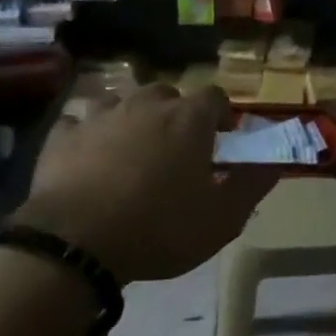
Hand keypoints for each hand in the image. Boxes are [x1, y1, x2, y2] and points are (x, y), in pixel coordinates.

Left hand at [14, 84, 277, 284]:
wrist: (77, 240)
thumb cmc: (160, 228)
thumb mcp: (221, 219)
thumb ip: (251, 186)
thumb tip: (272, 164)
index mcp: (187, 119)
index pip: (214, 96)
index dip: (221, 114)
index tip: (222, 139)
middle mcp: (145, 105)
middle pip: (167, 95)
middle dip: (175, 114)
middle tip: (176, 148)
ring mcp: (100, 115)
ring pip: (122, 102)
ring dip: (131, 119)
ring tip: (131, 150)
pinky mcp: (63, 134)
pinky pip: (79, 122)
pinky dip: (87, 133)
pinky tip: (87, 155)